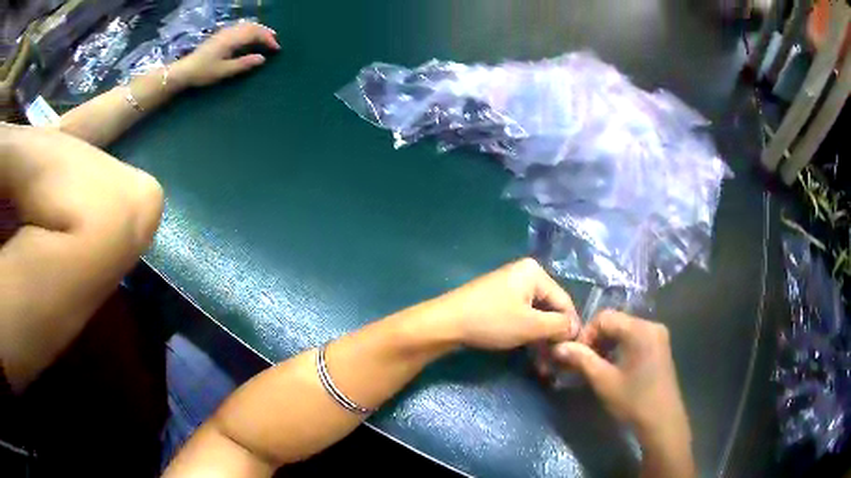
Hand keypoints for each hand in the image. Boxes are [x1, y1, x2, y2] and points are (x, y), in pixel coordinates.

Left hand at [171, 22, 279, 87]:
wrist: (185, 70)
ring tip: (266, 38)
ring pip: (247, 25)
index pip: (256, 34)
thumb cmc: (203, 72)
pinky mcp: (221, 35)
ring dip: (258, 30)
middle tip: (275, 42)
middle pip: (253, 26)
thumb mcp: (224, 71)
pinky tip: (250, 37)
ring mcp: (225, 32)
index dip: (268, 40)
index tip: (276, 49)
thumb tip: (262, 58)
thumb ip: (243, 64)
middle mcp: (230, 32)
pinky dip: (250, 30)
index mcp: (232, 39)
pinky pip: (240, 27)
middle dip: (266, 33)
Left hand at [432, 258, 580, 349]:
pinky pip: (521, 318)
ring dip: (541, 340)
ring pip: (535, 317)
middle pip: (550, 309)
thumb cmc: (491, 321)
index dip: (571, 327)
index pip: (564, 301)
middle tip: (557, 362)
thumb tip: (575, 328)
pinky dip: (527, 335)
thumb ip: (558, 326)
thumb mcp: (530, 325)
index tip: (575, 351)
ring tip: (545, 365)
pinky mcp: (499, 302)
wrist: (445, 323)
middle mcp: (525, 276)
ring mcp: (510, 289)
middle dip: (554, 337)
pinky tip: (532, 355)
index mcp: (535, 273)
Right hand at [552, 311, 692, 472]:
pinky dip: (620, 348)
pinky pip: (635, 338)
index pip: (604, 318)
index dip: (586, 334)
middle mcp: (651, 325)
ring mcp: (658, 336)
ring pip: (624, 331)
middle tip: (582, 363)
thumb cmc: (633, 401)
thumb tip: (559, 346)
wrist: (662, 421)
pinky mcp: (660, 347)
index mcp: (640, 329)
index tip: (575, 356)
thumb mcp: (604, 381)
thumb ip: (582, 360)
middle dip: (595, 340)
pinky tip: (613, 367)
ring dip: (607, 345)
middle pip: (615, 322)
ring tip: (595, 367)